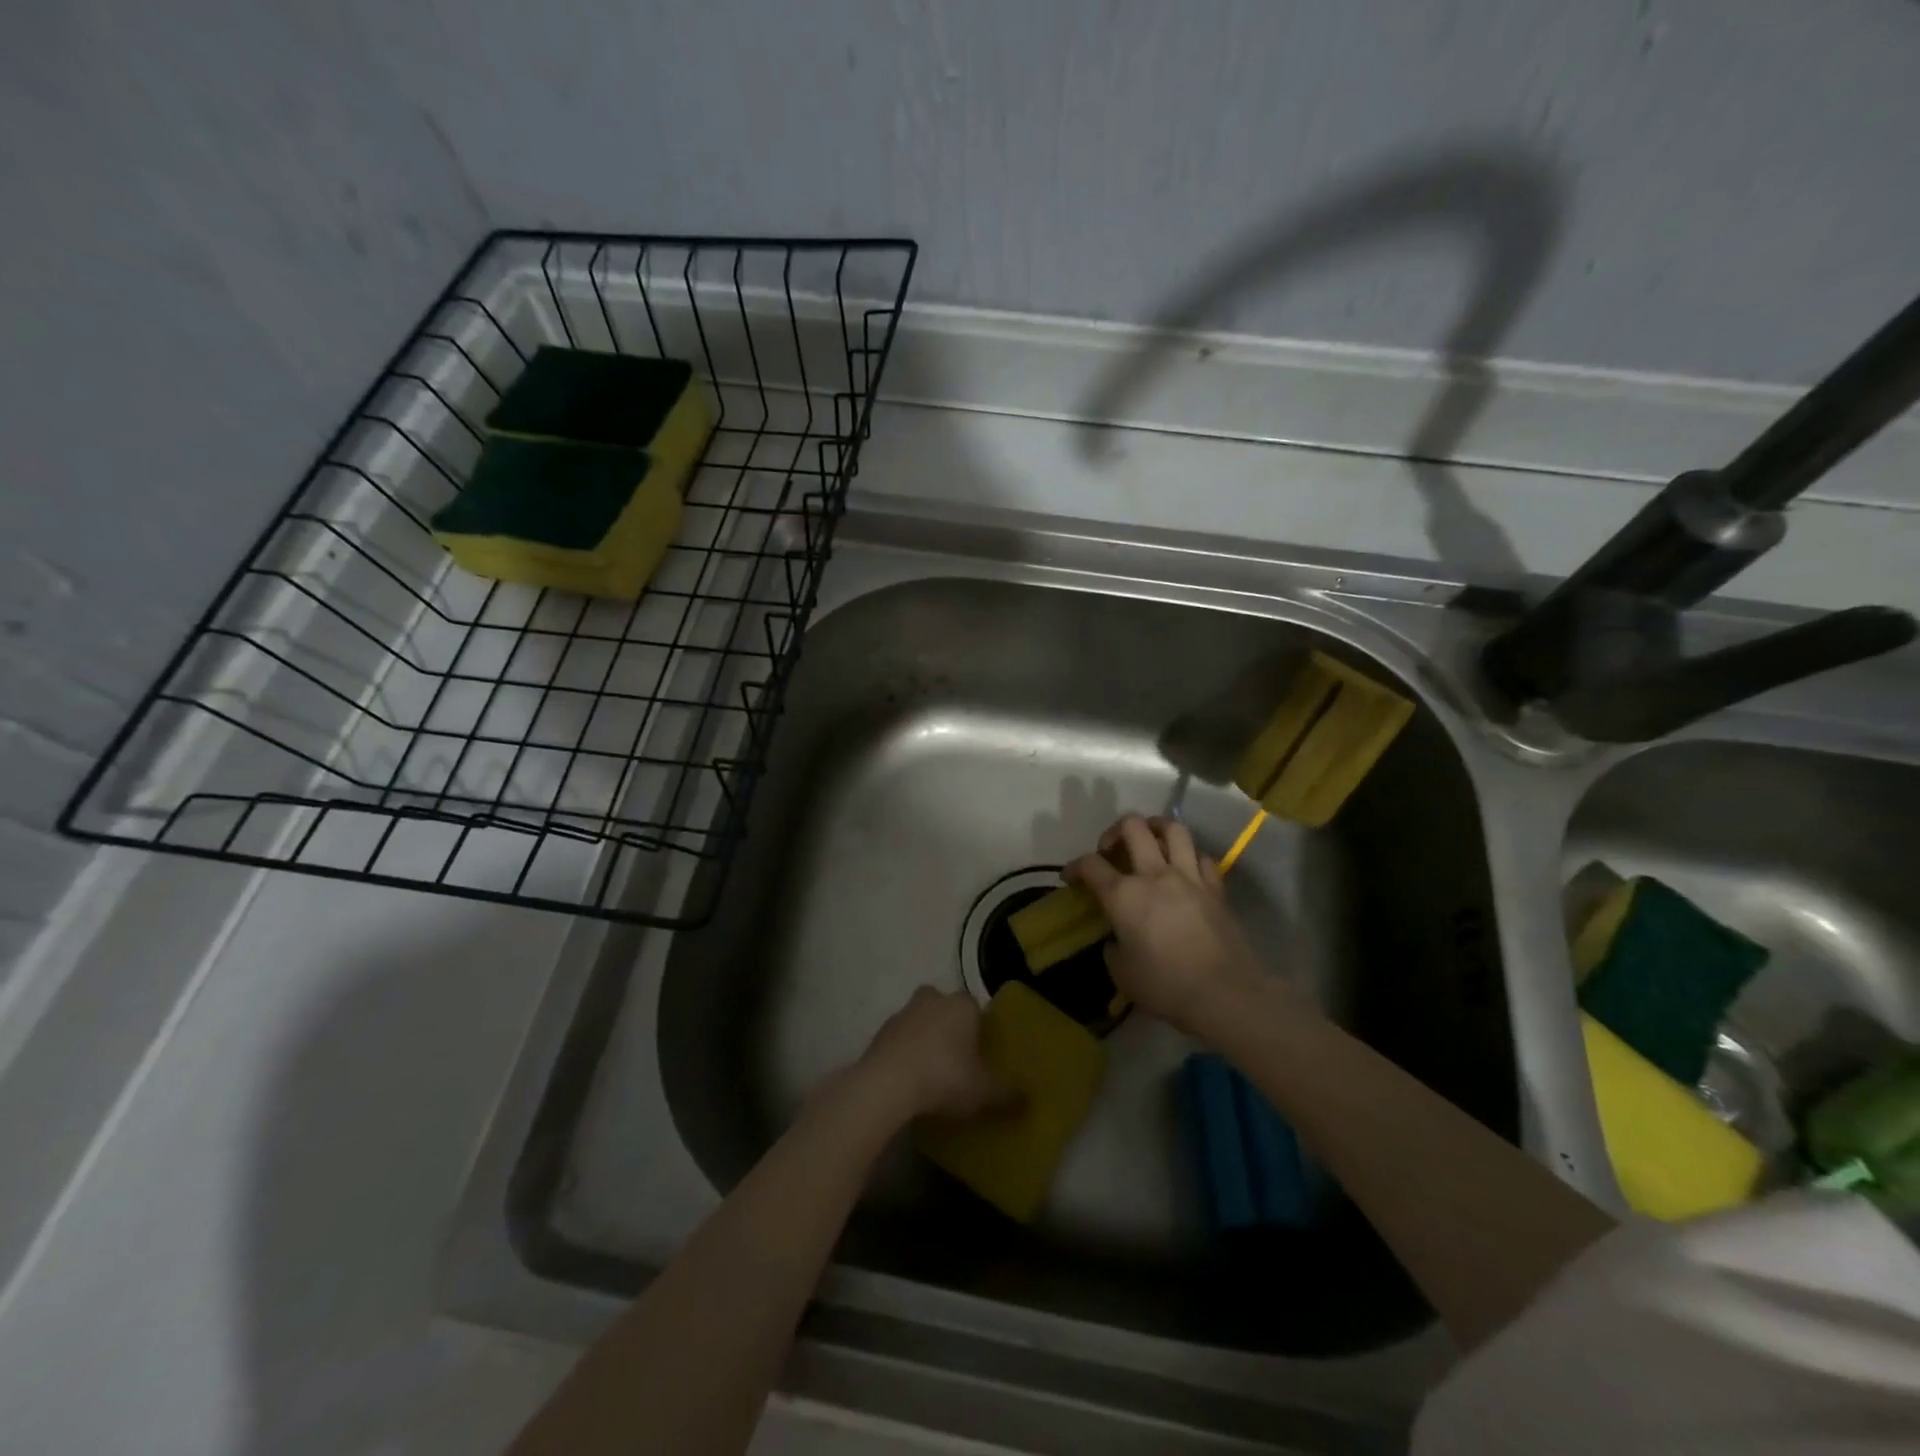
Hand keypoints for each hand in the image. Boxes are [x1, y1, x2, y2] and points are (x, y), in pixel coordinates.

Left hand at [856, 986, 1014, 1118]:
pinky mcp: (879, 1033)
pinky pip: (899, 1040)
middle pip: (944, 1006)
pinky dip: (904, 1054)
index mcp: (961, 1004)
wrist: (887, 1083)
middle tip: (957, 1057)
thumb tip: (1029, 1098)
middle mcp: (932, 999)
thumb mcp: (984, 1091)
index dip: (979, 1026)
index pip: (975, 1006)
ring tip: (932, 1073)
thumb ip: (1008, 1093)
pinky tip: (909, 1080)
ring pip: (919, 1020)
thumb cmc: (944, 1076)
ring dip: (924, 1038)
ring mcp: (902, 1013)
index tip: (981, 1051)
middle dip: (949, 1025)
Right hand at [1066, 814, 1278, 1037]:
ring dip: (1155, 826)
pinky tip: (1183, 866)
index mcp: (1123, 896)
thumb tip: (1118, 937)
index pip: (1090, 865)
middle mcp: (1154, 875)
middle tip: (1110, 849)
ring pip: (1172, 828)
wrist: (1225, 994)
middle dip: (1114, 831)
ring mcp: (1188, 877)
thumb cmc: (1165, 987)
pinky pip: (1201, 856)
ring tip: (1149, 837)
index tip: (1070, 878)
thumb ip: (1113, 946)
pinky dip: (1188, 854)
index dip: (1074, 867)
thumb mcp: (1121, 972)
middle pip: (1132, 827)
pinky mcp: (1215, 887)